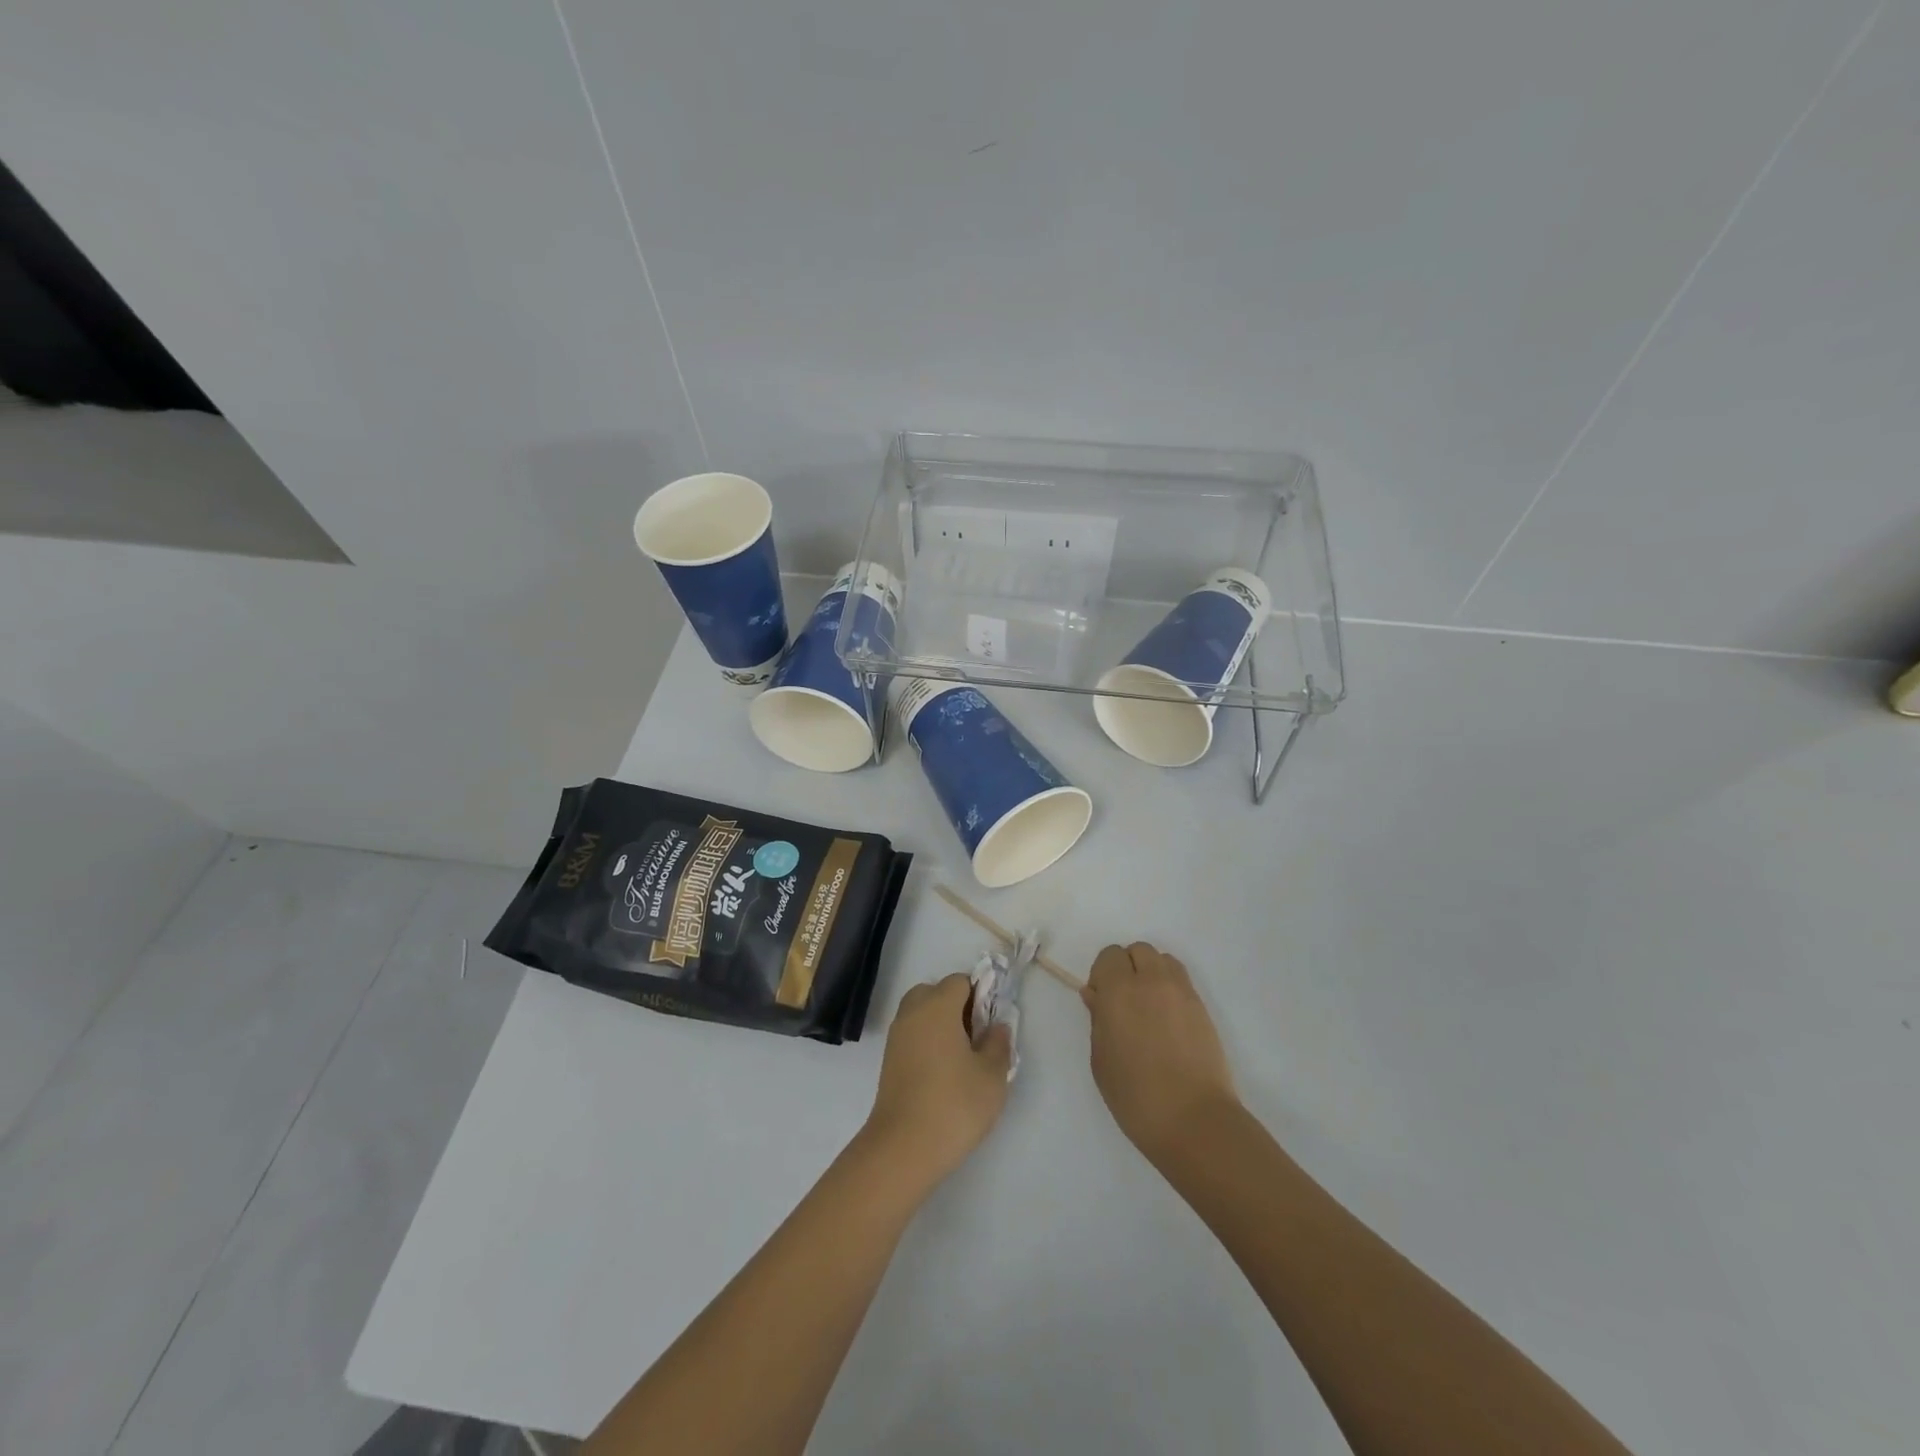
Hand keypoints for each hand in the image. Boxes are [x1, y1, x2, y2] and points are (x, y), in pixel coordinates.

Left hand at [861, 973, 1011, 1190]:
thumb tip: (996, 1026)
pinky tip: (944, 1073)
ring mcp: (896, 1036)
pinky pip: (912, 1035)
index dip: (980, 995)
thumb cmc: (953, 1105)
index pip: (959, 981)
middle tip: (976, 1037)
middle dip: (957, 1007)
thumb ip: (998, 1044)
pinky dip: (927, 1042)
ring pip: (921, 1014)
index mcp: (937, 1006)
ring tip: (962, 1058)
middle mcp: (912, 1013)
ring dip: (941, 1024)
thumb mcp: (992, 1076)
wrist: (902, 1148)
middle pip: (935, 992)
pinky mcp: (888, 1060)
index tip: (992, 1023)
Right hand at [1084, 942, 1238, 1164]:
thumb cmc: (1135, 1095)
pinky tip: (1167, 1020)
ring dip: (1151, 972)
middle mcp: (1151, 981)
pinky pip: (1181, 980)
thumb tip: (1096, 996)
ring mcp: (1182, 992)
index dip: (1102, 974)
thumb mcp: (1101, 1060)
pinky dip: (1170, 988)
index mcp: (1119, 991)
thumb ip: (1098, 1020)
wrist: (1193, 1120)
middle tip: (1124, 1001)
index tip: (1101, 1000)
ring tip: (1148, 1007)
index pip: (1109, 956)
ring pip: (1163, 960)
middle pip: (1138, 950)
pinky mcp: (1202, 1008)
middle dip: (1127, 967)